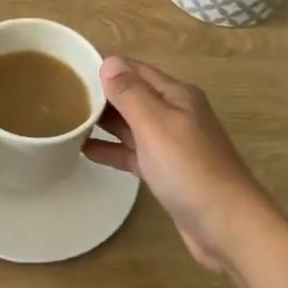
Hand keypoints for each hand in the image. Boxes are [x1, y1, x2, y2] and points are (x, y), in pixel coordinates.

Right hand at [82, 57, 276, 271]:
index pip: (134, 69)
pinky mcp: (166, 172)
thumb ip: (129, 93)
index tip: (69, 66)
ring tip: (66, 119)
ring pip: (131, 124)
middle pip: (132, 95)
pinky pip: (133, 152)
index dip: (104, 66)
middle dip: (100, 93)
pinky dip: (112, 149)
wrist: (228, 227)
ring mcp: (171, 144)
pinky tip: (85, 151)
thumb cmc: (190, 169)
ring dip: (103, 121)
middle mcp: (175, 113)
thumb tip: (108, 60)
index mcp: (176, 95)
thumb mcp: (155, 124)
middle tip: (59, 95)